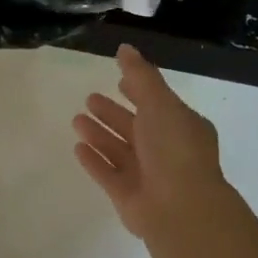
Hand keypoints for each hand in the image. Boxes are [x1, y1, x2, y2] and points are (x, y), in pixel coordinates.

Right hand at [72, 43, 229, 239]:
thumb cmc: (174, 149)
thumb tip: (125, 48)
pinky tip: (77, 148)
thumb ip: (141, 75)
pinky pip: (107, 174)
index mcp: (181, 127)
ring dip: (99, 134)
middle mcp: (166, 151)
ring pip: (118, 149)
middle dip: (113, 113)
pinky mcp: (128, 197)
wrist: (180, 209)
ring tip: (76, 119)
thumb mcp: (160, 103)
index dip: (139, 91)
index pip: (157, 104)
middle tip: (89, 98)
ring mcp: (147, 176)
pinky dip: (94, 160)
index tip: (119, 79)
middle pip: (135, 127)